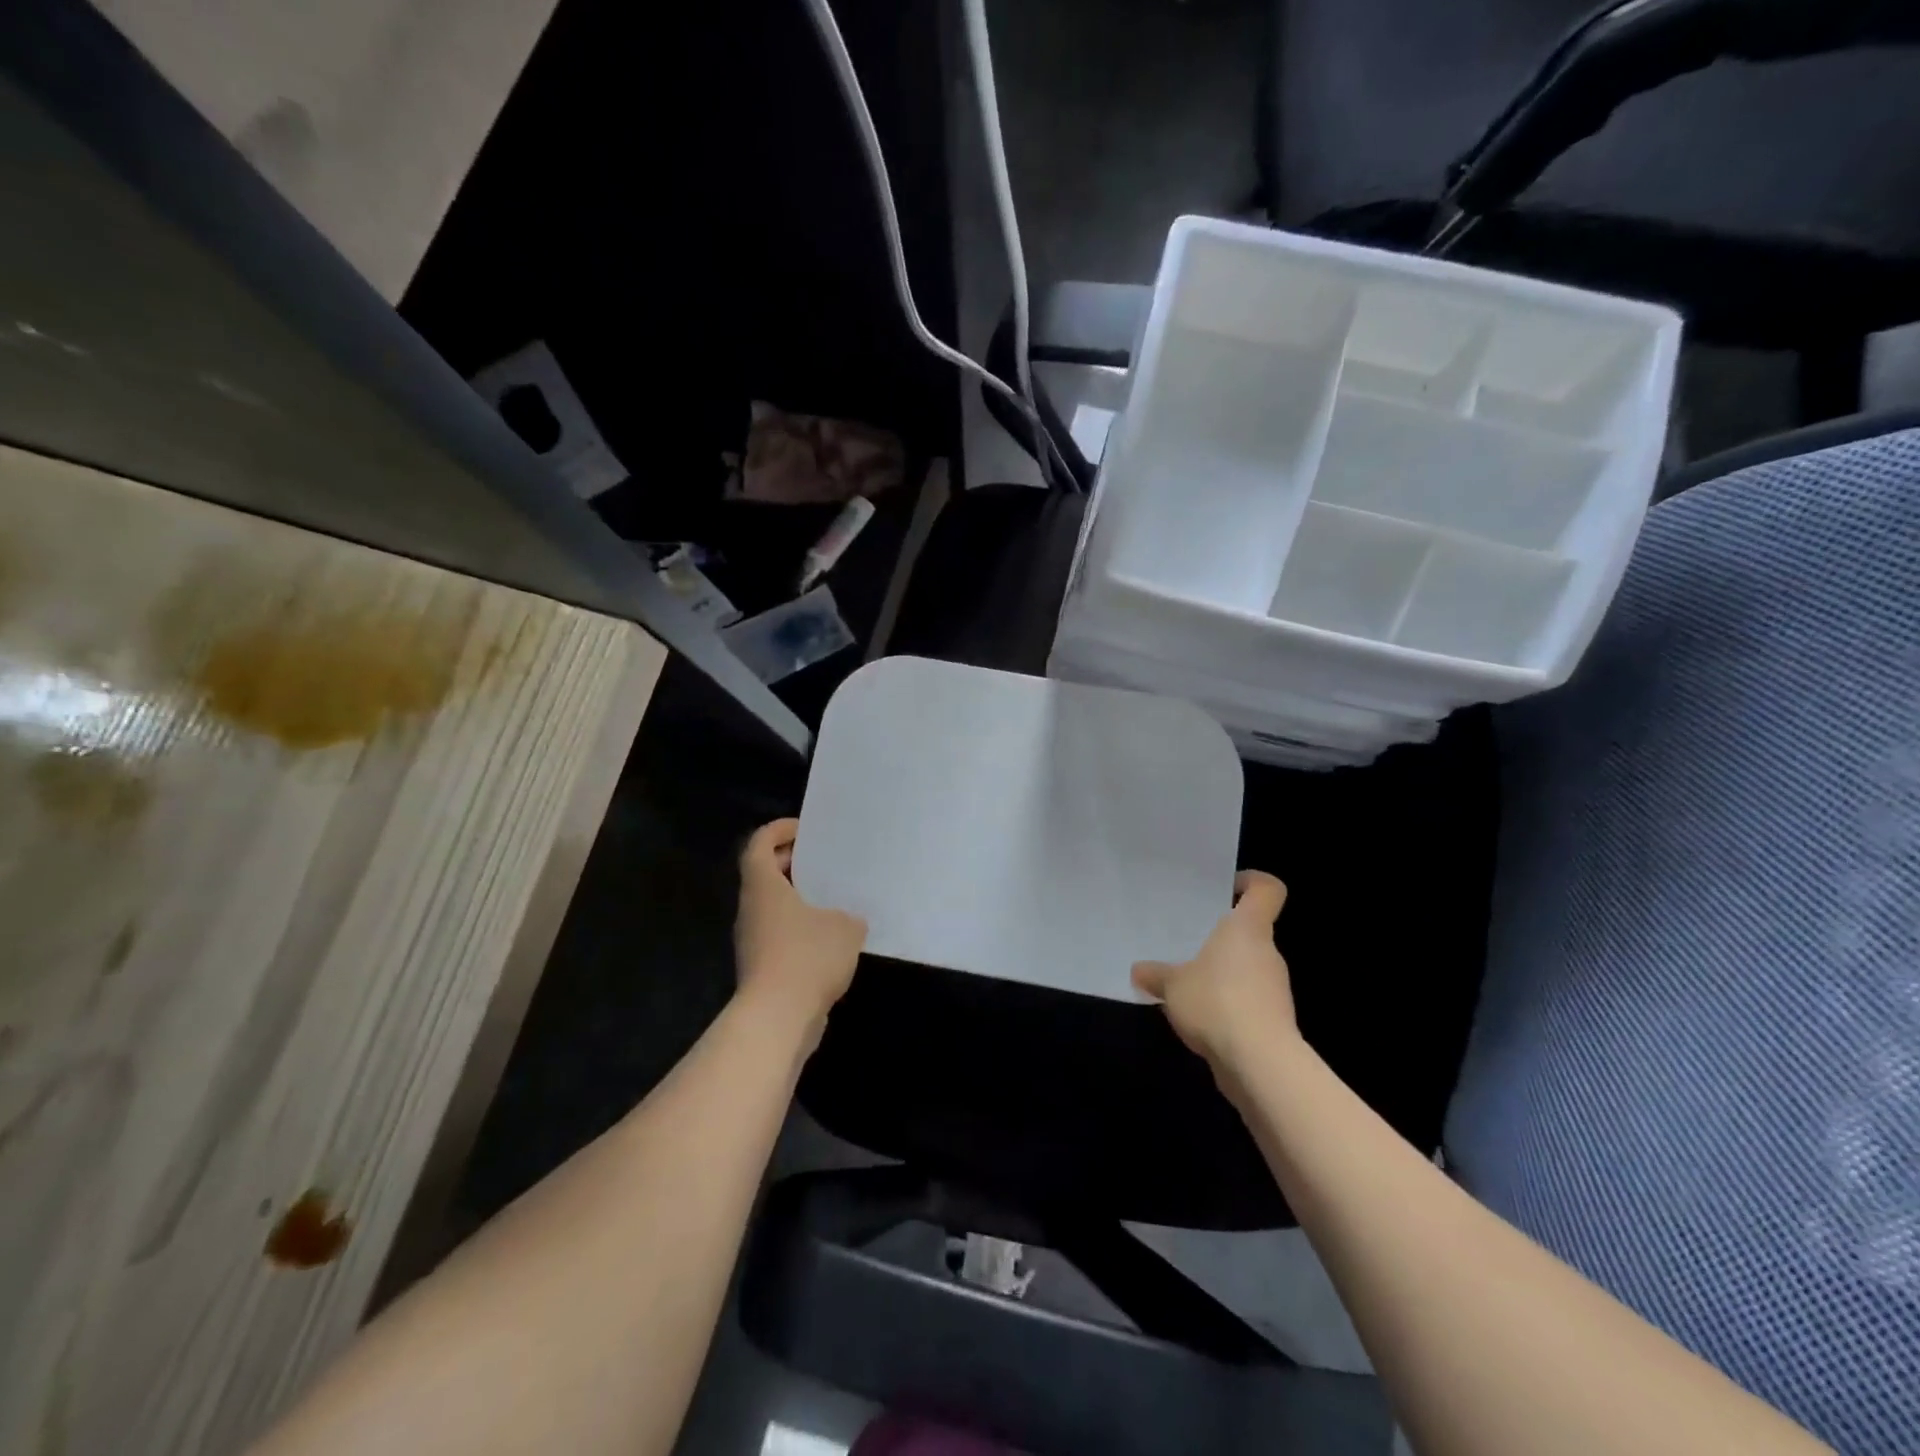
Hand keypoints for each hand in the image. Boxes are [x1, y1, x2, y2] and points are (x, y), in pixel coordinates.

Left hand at [734, 818, 867, 1033]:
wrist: (777, 1018)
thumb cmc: (807, 956)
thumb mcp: (845, 927)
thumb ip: (849, 916)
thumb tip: (847, 921)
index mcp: (763, 886)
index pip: (759, 843)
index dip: (779, 830)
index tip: (805, 829)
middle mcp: (751, 909)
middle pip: (764, 874)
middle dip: (792, 863)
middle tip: (824, 860)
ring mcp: (752, 940)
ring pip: (772, 907)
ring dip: (797, 899)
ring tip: (833, 898)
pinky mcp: (761, 968)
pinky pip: (779, 935)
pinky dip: (799, 929)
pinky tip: (830, 939)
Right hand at [1132, 871, 1296, 1072]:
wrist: (1260, 1064)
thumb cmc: (1217, 1002)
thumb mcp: (1172, 985)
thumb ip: (1156, 975)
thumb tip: (1139, 970)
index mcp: (1248, 929)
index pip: (1266, 890)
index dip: (1250, 882)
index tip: (1224, 888)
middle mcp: (1266, 952)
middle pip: (1249, 931)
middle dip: (1218, 935)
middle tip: (1184, 939)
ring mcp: (1273, 988)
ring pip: (1244, 967)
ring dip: (1219, 973)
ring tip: (1184, 983)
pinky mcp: (1272, 1020)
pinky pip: (1244, 999)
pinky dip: (1225, 1004)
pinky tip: (1197, 1016)